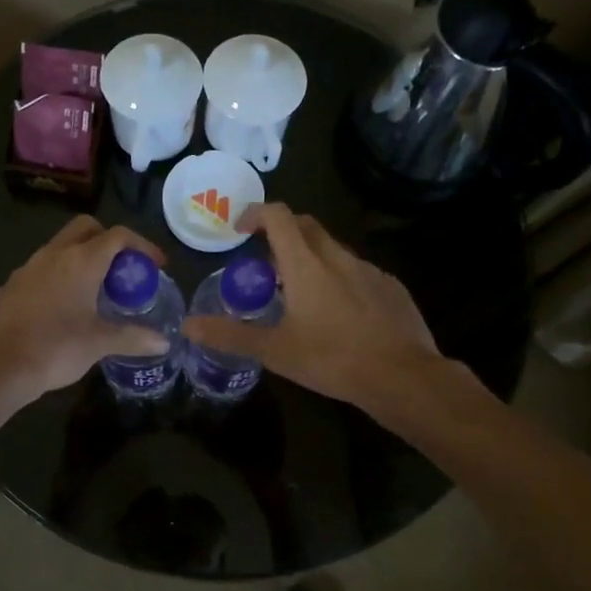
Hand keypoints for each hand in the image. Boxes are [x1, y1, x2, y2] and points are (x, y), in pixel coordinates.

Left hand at [0, 215, 171, 406]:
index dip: (142, 245)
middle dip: (109, 241)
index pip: (118, 235)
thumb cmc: (55, 349)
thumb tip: (164, 342)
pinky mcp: (10, 286)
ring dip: (82, 258)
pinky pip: (41, 269)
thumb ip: (133, 338)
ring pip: (60, 247)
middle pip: (86, 228)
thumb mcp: (99, 343)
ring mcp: (27, 268)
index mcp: (81, 261)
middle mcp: (53, 254)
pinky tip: (63, 308)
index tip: (156, 266)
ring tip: (95, 290)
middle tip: (123, 270)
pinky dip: (59, 277)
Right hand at [182, 203, 441, 408]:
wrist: (402, 376)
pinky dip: (340, 280)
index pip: (278, 216)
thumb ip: (231, 335)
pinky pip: (358, 272)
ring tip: (300, 294)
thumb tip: (188, 326)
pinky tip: (340, 314)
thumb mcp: (274, 351)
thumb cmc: (332, 359)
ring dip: (312, 259)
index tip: (241, 229)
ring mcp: (369, 270)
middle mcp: (337, 257)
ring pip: (333, 250)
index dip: (256, 213)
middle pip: (306, 226)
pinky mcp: (391, 287)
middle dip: (283, 233)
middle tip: (266, 263)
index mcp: (305, 264)